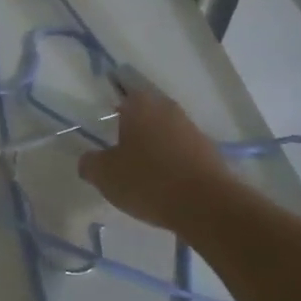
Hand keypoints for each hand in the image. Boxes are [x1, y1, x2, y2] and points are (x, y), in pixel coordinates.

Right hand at [77, 86, 236, 234]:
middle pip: (147, 113)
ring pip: (166, 133)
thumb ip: (90, 163)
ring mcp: (193, 131)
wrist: (207, 206)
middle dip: (134, 127)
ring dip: (155, 146)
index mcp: (141, 106)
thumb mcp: (104, 174)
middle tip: (119, 146)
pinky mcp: (210, 155)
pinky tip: (164, 184)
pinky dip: (172, 163)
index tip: (106, 122)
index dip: (114, 107)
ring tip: (141, 169)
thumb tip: (89, 160)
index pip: (124, 93)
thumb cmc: (147, 180)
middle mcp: (168, 110)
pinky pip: (183, 153)